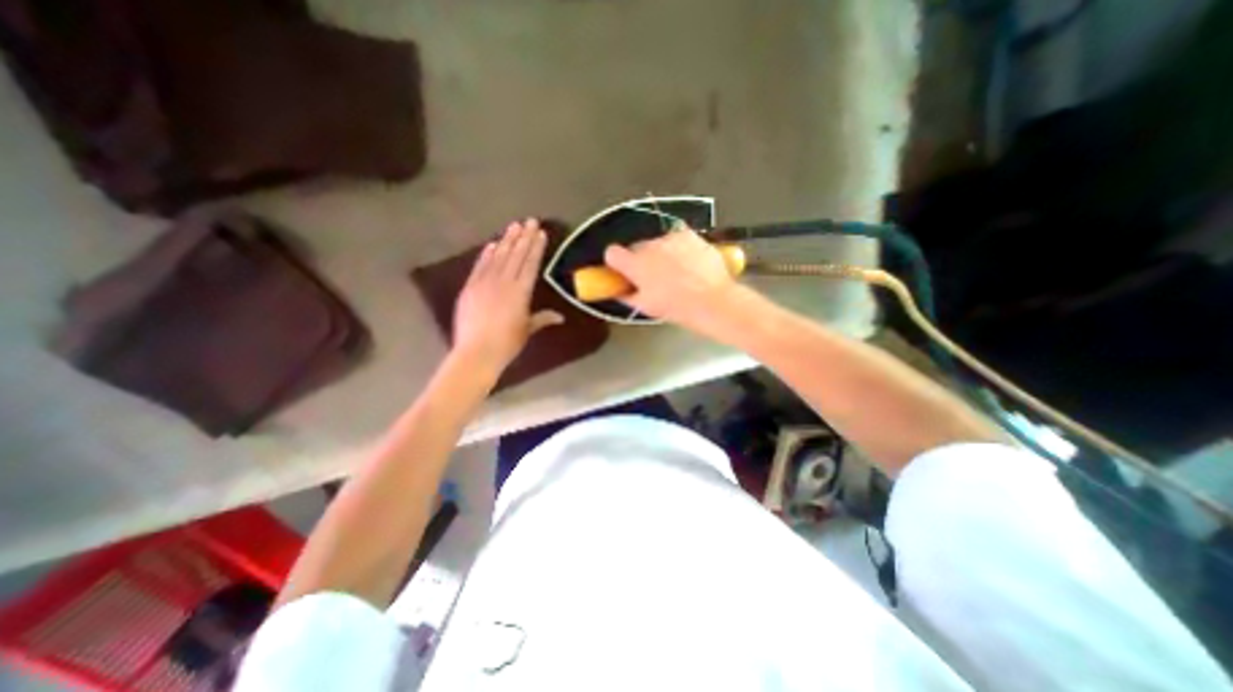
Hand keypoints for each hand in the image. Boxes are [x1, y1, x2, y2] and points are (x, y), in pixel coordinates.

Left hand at [452, 218, 562, 375]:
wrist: (477, 351)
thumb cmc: (507, 343)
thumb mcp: (527, 329)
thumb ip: (542, 319)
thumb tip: (560, 317)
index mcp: (521, 291)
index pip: (531, 264)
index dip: (536, 247)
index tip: (540, 233)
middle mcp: (504, 282)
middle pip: (516, 255)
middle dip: (524, 237)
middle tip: (530, 220)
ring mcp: (485, 282)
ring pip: (499, 257)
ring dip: (507, 240)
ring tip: (514, 226)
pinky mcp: (470, 286)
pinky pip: (480, 266)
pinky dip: (486, 254)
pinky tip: (492, 244)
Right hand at [605, 226, 745, 335]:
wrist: (713, 301)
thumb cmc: (677, 307)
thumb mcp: (646, 307)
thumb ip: (627, 296)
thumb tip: (620, 291)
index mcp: (635, 264)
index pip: (612, 253)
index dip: (616, 262)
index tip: (622, 270)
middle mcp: (650, 246)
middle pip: (636, 247)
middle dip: (641, 260)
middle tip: (653, 277)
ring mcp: (670, 238)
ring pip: (657, 243)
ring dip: (660, 253)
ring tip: (676, 271)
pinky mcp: (688, 234)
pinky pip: (676, 238)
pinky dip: (678, 248)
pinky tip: (688, 262)